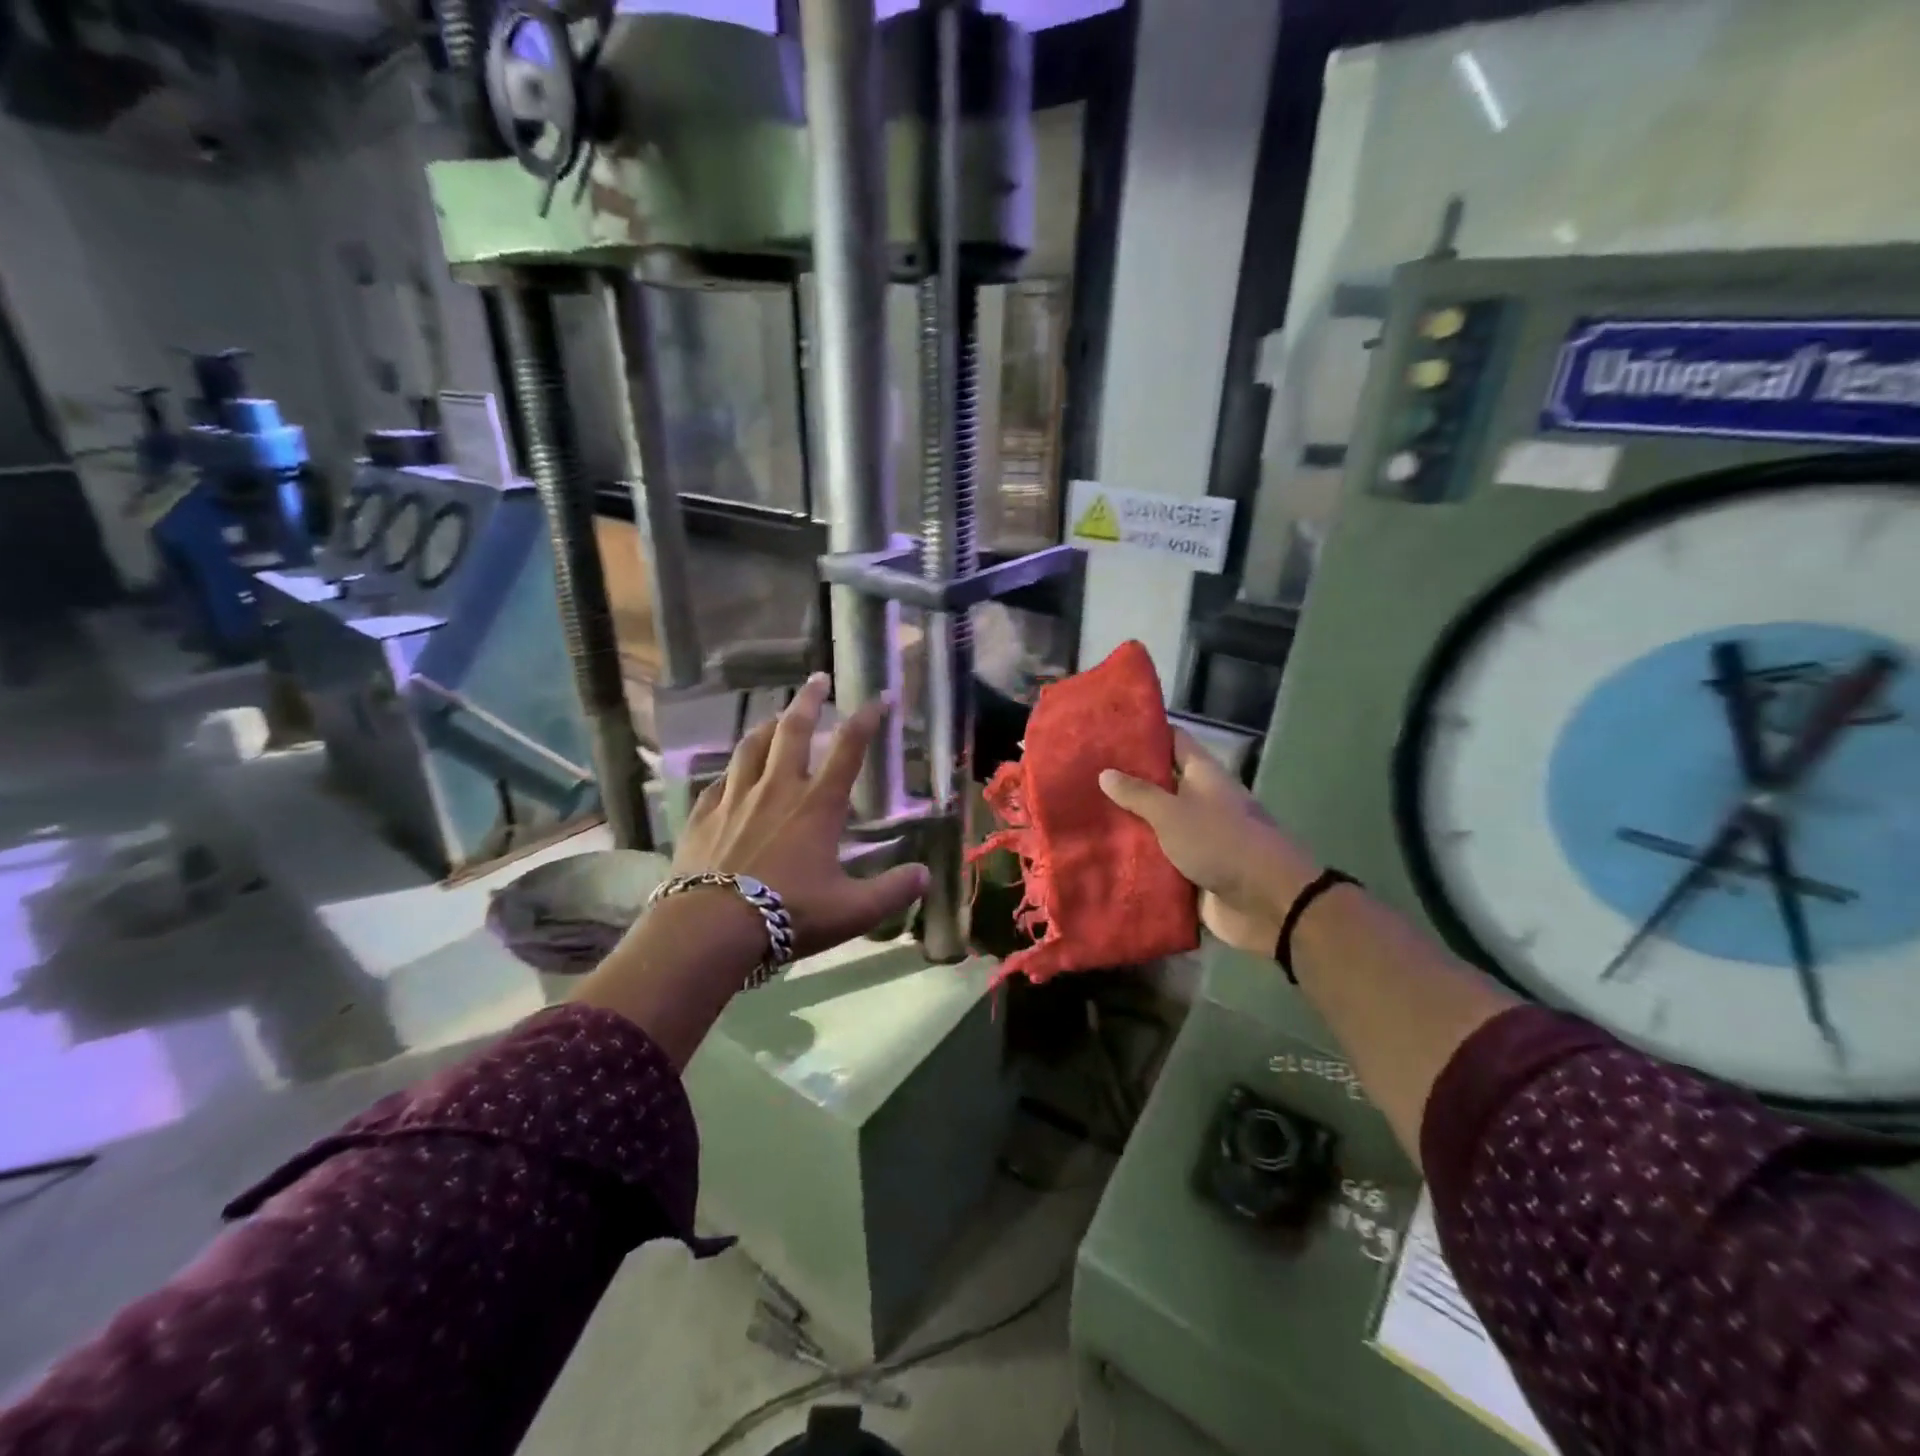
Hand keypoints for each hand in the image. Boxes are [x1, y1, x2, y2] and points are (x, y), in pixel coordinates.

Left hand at [671, 672, 929, 959]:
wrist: (711, 928)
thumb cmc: (788, 914)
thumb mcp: (852, 911)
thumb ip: (892, 892)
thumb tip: (926, 875)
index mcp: (817, 805)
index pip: (848, 749)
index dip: (866, 719)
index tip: (879, 697)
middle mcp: (777, 789)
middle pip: (793, 730)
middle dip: (808, 700)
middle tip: (817, 679)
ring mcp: (735, 799)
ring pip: (751, 747)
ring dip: (767, 726)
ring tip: (775, 716)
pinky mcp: (704, 816)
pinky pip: (719, 782)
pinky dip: (731, 771)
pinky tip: (730, 773)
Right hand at [1098, 730, 1317, 955]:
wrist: (1266, 903)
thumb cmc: (1221, 843)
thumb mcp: (1173, 813)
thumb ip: (1139, 794)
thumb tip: (1105, 772)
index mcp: (1203, 776)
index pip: (1173, 741)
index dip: (1145, 732)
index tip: (1110, 729)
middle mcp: (1199, 801)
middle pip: (1159, 784)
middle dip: (1124, 782)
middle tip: (1081, 775)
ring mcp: (1195, 837)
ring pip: (1154, 824)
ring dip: (1125, 823)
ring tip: (1079, 813)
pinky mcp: (1190, 871)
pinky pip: (1156, 860)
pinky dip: (1133, 859)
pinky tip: (1097, 855)